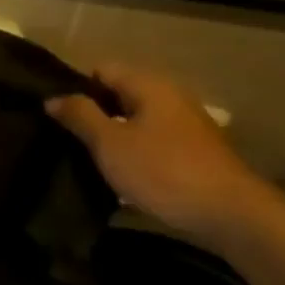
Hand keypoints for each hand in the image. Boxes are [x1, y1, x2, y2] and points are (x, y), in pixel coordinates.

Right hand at [47, 64, 283, 243]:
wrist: (232, 215)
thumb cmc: (164, 171)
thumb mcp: (110, 143)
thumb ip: (80, 116)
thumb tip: (53, 98)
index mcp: (149, 84)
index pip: (101, 70)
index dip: (76, 88)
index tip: (56, 115)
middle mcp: (170, 96)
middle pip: (120, 94)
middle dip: (93, 114)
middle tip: (66, 139)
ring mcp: (186, 124)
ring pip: (136, 120)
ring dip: (114, 137)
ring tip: (88, 159)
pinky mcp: (195, 152)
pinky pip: (153, 141)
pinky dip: (135, 152)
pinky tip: (122, 176)